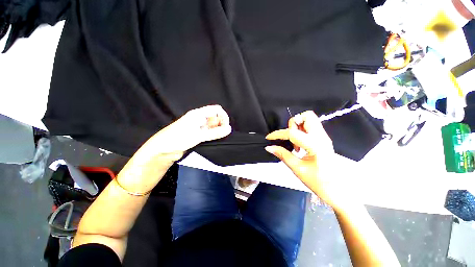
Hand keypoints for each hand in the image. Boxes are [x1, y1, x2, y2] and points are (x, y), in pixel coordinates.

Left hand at [141, 105, 231, 162]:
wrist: (163, 150)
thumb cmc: (177, 139)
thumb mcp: (198, 135)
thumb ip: (215, 133)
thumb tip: (229, 129)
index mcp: (198, 114)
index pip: (216, 110)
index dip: (223, 116)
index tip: (226, 127)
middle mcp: (200, 119)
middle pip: (216, 118)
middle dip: (221, 125)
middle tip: (222, 134)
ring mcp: (199, 127)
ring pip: (213, 126)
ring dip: (218, 131)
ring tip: (217, 138)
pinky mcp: (198, 134)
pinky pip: (209, 133)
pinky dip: (213, 136)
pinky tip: (213, 140)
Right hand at [265, 111, 350, 210]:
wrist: (337, 190)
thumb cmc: (318, 182)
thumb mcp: (297, 169)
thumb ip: (283, 155)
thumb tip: (269, 147)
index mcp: (316, 146)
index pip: (293, 133)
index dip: (278, 134)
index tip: (269, 138)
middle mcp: (322, 137)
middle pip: (307, 116)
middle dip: (293, 123)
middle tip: (288, 137)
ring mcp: (324, 137)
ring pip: (309, 119)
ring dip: (297, 126)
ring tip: (293, 141)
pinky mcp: (323, 139)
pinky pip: (310, 127)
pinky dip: (301, 130)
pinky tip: (298, 143)